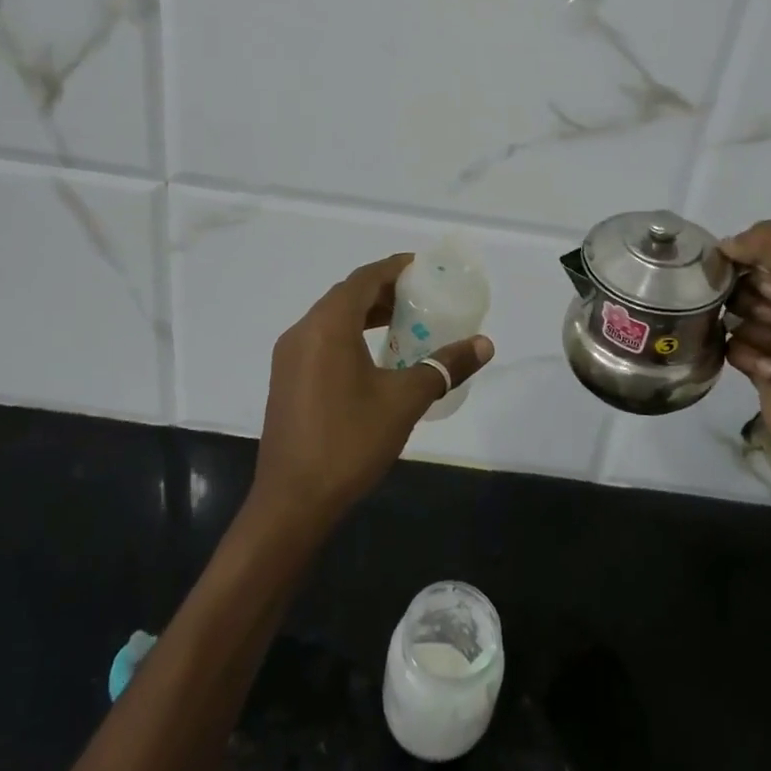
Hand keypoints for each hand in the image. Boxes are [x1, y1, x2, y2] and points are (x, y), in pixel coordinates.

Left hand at [251, 254, 493, 531]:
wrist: (292, 503)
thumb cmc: (349, 442)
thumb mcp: (405, 401)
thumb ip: (444, 366)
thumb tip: (484, 344)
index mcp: (327, 326)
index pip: (364, 278)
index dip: (394, 268)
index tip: (423, 267)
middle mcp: (302, 331)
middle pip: (346, 295)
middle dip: (383, 290)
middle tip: (421, 297)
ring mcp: (289, 357)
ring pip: (331, 319)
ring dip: (366, 314)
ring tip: (403, 323)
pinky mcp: (286, 380)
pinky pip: (321, 340)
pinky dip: (349, 335)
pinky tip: (374, 358)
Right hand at [720, 222, 770, 480]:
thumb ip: (769, 245)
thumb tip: (726, 244)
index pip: (760, 253)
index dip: (741, 258)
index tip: (728, 269)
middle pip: (742, 285)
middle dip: (743, 297)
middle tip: (764, 314)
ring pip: (734, 317)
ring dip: (747, 331)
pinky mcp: (759, 368)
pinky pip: (731, 347)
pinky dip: (745, 357)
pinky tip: (768, 371)